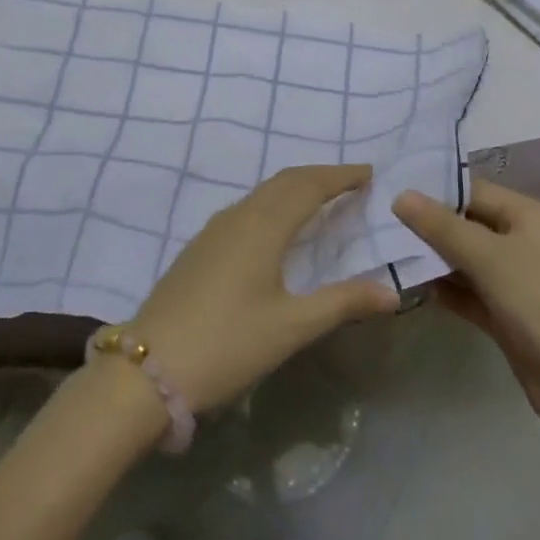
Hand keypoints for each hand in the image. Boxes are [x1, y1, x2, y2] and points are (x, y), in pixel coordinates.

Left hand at [126, 164, 398, 412]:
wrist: (148, 368)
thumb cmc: (228, 343)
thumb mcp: (291, 328)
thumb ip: (342, 303)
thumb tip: (391, 291)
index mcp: (263, 226)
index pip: (308, 186)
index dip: (339, 176)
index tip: (368, 172)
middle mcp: (238, 216)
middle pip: (283, 182)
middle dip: (318, 176)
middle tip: (350, 181)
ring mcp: (213, 231)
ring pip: (262, 194)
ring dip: (293, 188)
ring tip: (320, 199)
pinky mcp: (199, 248)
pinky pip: (246, 209)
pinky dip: (272, 204)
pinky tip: (275, 228)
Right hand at [394, 180, 539, 437]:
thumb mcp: (488, 257)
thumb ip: (442, 226)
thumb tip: (400, 195)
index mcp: (529, 216)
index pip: (473, 191)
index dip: (434, 192)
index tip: (390, 194)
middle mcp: (524, 241)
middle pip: (468, 225)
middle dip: (429, 228)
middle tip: (382, 225)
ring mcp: (517, 280)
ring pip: (467, 260)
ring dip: (434, 260)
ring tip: (388, 254)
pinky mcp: (509, 315)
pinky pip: (471, 292)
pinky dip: (447, 290)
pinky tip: (413, 288)